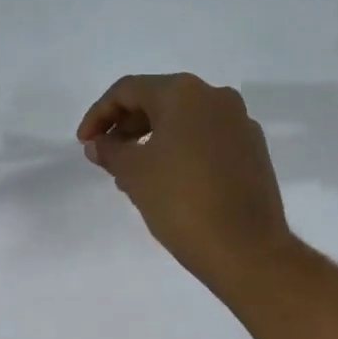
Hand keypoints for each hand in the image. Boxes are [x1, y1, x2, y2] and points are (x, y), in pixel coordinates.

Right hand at [77, 73, 291, 290]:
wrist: (245, 248)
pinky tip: (167, 183)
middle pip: (159, 101)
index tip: (84, 144)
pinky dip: (180, 153)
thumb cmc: (181, 202)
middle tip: (106, 158)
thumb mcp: (134, 174)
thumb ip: (110, 151)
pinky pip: (206, 141)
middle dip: (126, 127)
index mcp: (185, 93)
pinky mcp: (253, 152)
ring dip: (152, 142)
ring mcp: (240, 124)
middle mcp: (217, 97)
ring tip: (132, 176)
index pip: (128, 90)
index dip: (98, 114)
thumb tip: (99, 143)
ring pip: (184, 122)